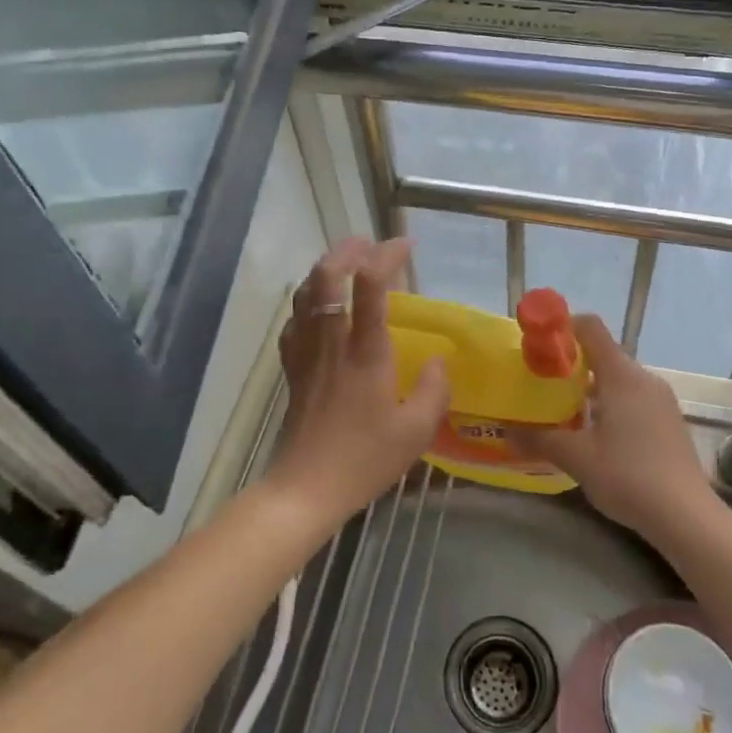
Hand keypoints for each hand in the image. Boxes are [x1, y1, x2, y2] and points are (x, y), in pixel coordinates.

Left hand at [267, 238, 450, 529]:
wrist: (306, 488)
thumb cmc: (364, 460)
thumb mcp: (416, 430)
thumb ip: (433, 389)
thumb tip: (439, 360)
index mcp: (365, 352)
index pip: (371, 284)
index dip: (387, 254)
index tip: (406, 245)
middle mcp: (332, 342)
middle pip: (327, 275)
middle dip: (347, 249)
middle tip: (369, 244)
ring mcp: (306, 353)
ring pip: (305, 293)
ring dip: (325, 268)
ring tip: (346, 264)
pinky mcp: (292, 369)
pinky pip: (294, 322)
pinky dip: (306, 301)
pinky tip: (318, 308)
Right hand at [510, 315, 716, 544]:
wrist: (686, 516)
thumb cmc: (628, 476)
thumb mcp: (576, 457)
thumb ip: (539, 439)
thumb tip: (505, 431)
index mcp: (621, 375)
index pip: (591, 328)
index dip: (563, 327)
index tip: (539, 344)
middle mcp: (644, 378)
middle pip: (603, 354)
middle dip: (571, 364)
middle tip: (543, 384)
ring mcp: (661, 399)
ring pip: (619, 379)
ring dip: (591, 388)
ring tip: (564, 412)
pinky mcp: (669, 420)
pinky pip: (634, 398)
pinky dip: (611, 404)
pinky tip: (597, 435)